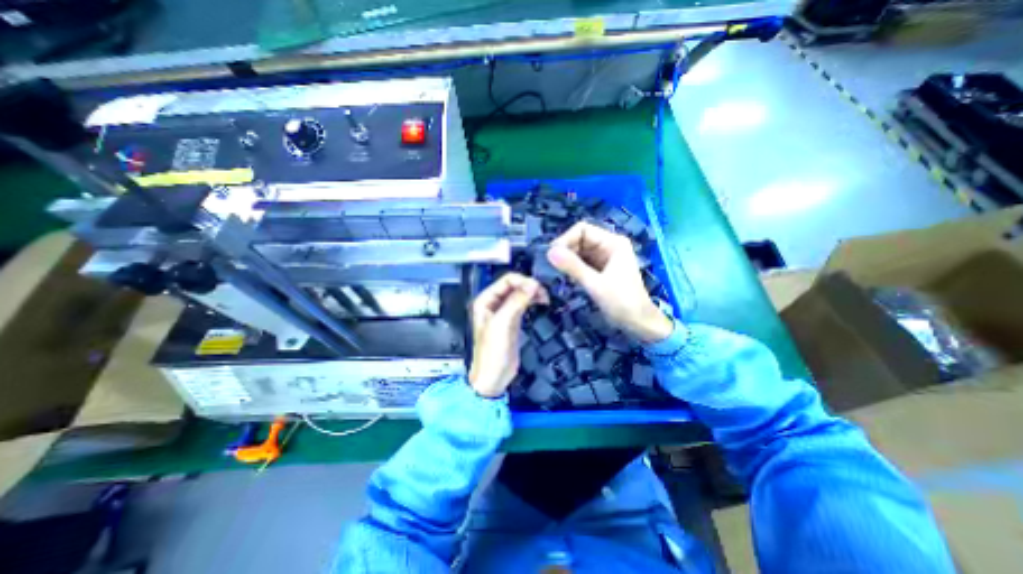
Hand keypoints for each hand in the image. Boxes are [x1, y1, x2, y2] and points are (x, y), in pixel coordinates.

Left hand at [472, 273, 551, 399]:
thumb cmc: (492, 352)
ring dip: (532, 293)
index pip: (506, 280)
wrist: (494, 377)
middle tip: (543, 294)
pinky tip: (541, 303)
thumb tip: (533, 284)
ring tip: (544, 299)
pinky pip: (523, 304)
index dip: (522, 281)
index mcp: (486, 300)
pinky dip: (532, 301)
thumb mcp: (503, 323)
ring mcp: (504, 312)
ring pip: (520, 294)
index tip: (538, 288)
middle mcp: (494, 303)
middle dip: (529, 286)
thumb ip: (516, 301)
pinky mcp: (513, 320)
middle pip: (514, 285)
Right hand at [553, 222, 672, 342]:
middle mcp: (608, 246)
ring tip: (554, 272)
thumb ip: (573, 267)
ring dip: (566, 260)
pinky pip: (581, 263)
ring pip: (578, 252)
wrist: (639, 323)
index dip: (565, 239)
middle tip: (550, 267)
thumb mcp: (596, 284)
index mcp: (613, 242)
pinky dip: (571, 268)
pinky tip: (564, 277)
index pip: (582, 230)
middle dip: (564, 251)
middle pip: (579, 240)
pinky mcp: (599, 270)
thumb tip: (549, 252)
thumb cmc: (622, 302)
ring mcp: (603, 258)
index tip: (552, 256)